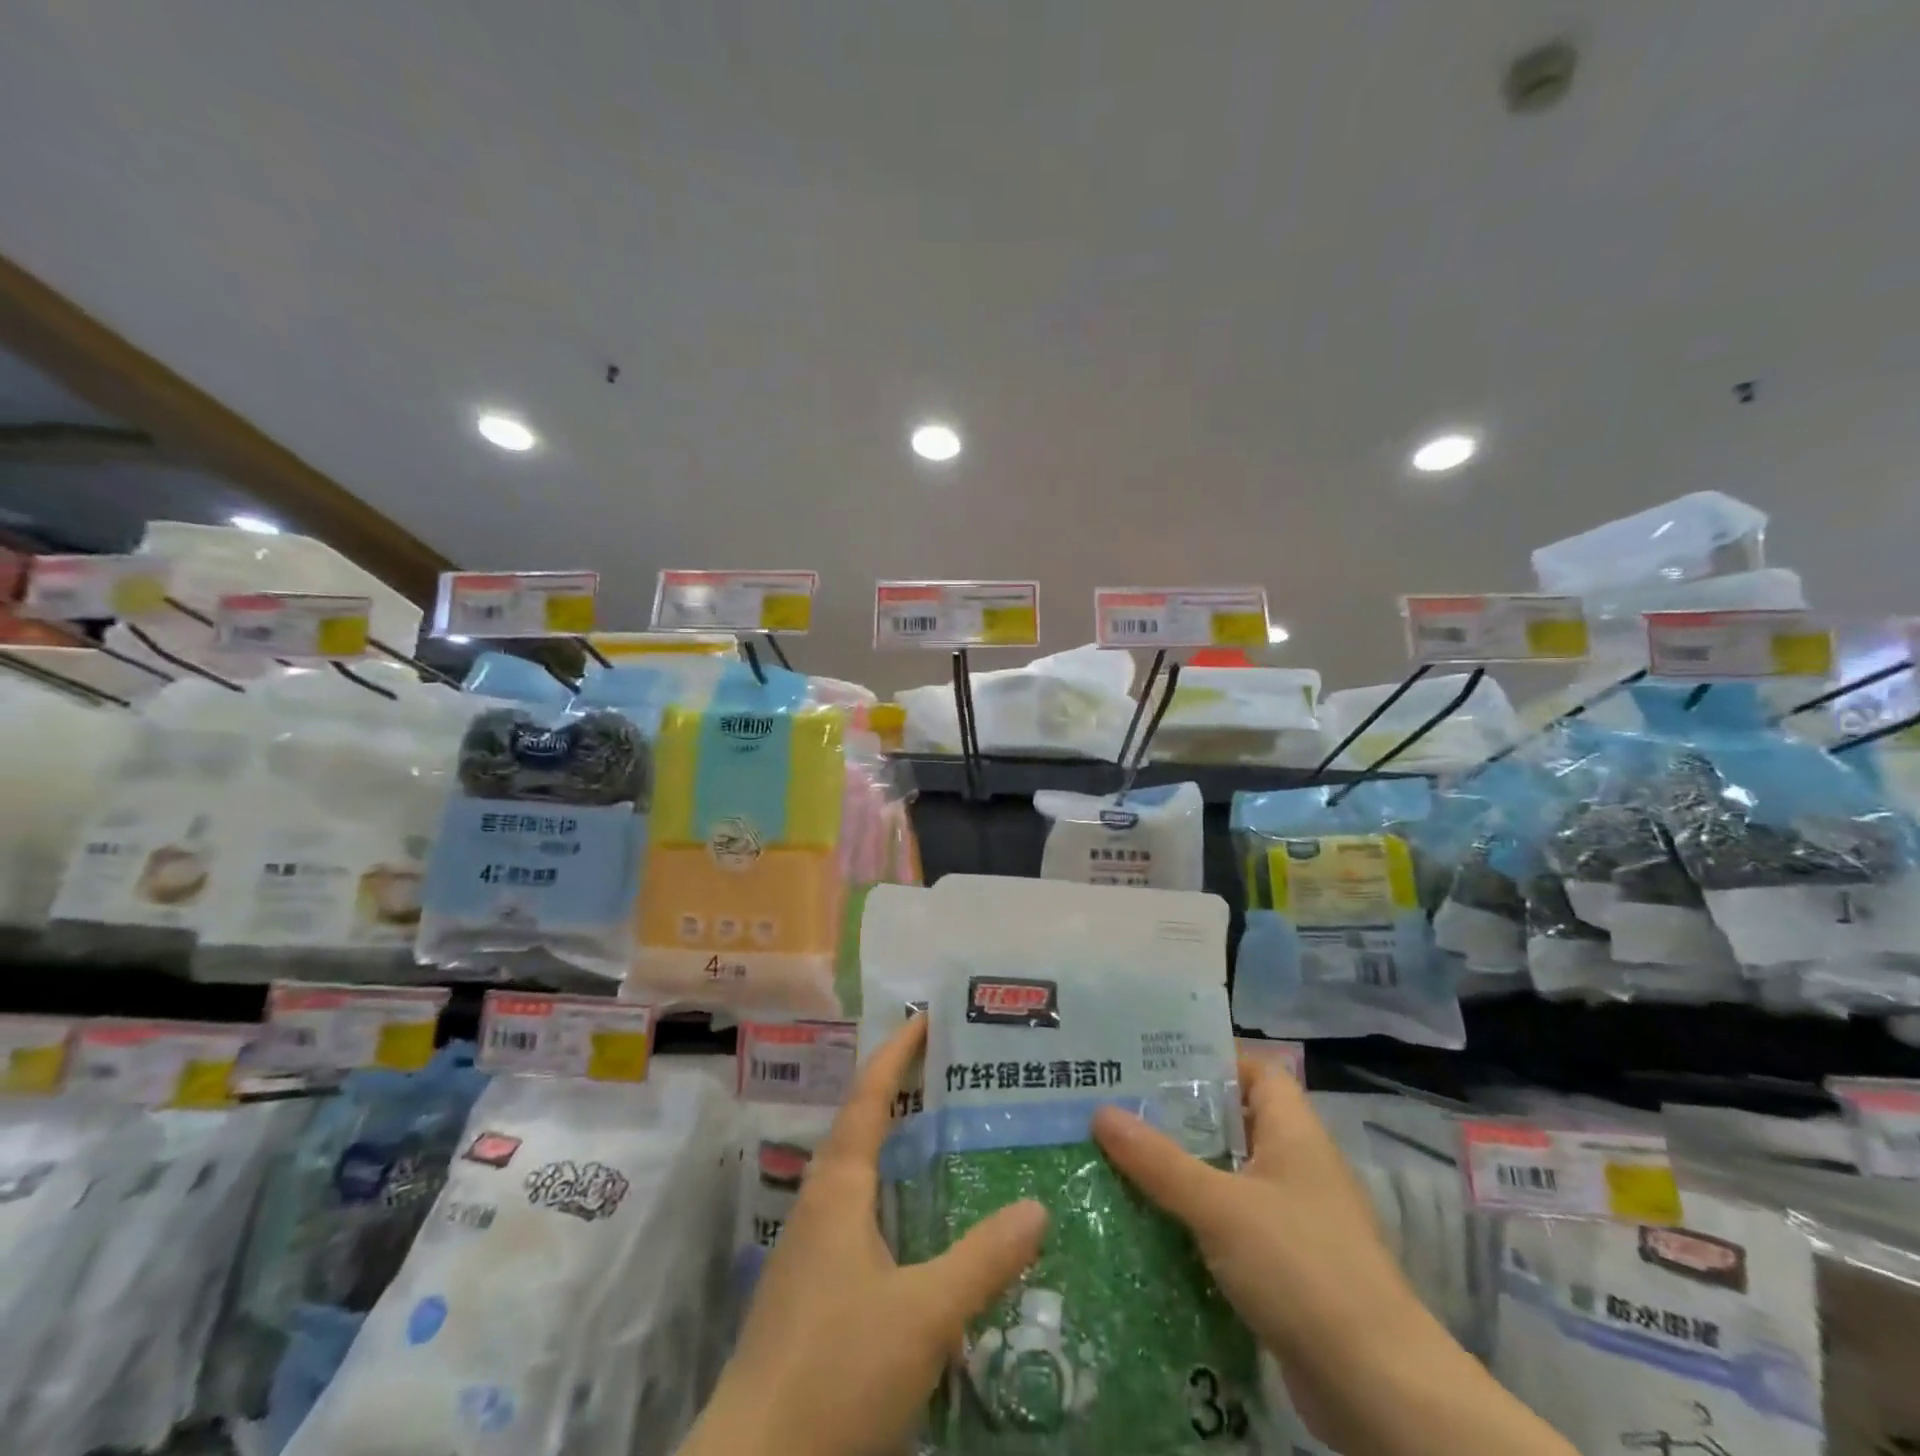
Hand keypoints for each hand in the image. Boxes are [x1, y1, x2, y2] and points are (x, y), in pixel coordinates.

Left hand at [685, 1015, 1047, 1455]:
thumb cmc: (836, 1369)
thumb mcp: (924, 1314)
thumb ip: (983, 1258)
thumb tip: (1038, 1206)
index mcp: (839, 1187)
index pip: (870, 1095)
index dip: (898, 1052)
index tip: (928, 1017)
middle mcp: (821, 1203)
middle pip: (864, 1126)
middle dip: (904, 1092)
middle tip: (956, 1073)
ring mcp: (813, 1249)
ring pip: (863, 1174)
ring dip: (900, 1147)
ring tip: (950, 1136)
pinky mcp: (816, 1290)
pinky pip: (863, 1217)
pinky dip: (897, 1198)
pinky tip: (926, 1226)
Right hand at [1090, 1056, 1435, 1448]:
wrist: (1376, 1388)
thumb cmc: (1301, 1268)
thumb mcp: (1219, 1206)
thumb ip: (1159, 1161)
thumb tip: (1100, 1112)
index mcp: (1294, 1133)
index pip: (1256, 1071)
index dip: (1211, 1060)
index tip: (1153, 1062)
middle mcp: (1297, 1165)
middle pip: (1233, 1122)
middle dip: (1179, 1116)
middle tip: (1119, 1106)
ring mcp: (1294, 1218)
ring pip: (1228, 1175)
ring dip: (1182, 1170)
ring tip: (1120, 1158)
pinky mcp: (1286, 1266)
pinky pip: (1231, 1223)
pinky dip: (1196, 1219)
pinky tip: (1151, 1222)